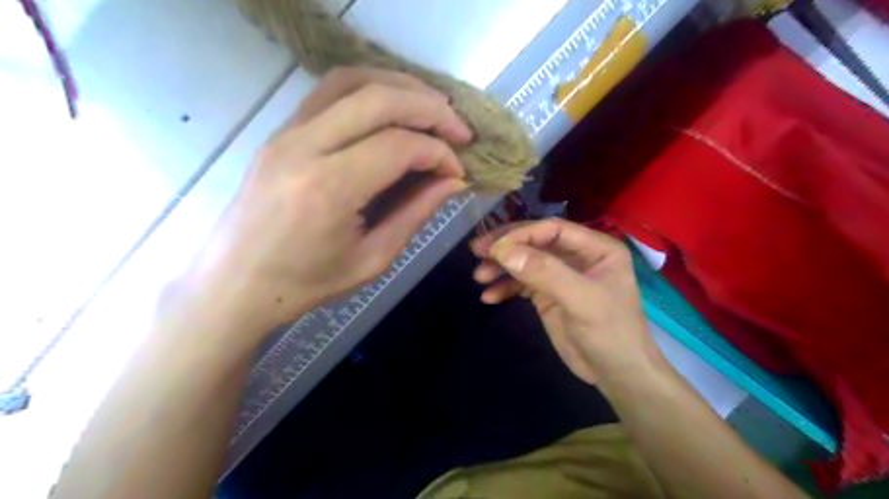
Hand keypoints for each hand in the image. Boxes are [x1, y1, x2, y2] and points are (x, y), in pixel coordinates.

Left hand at [182, 66, 470, 338]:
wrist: (236, 283)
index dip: (438, 153)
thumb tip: (453, 180)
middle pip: (379, 100)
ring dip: (401, 87)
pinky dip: (370, 88)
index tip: (458, 170)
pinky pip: (330, 90)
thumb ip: (416, 213)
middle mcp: (304, 147)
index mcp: (329, 189)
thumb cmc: (306, 283)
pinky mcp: (281, 130)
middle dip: (431, 109)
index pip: (398, 146)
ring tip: (433, 108)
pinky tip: (393, 106)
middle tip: (460, 130)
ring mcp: (286, 132)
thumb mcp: (373, 259)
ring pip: (353, 81)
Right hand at [472, 218, 657, 386]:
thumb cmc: (610, 333)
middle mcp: (578, 256)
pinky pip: (522, 284)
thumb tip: (503, 251)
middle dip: (506, 247)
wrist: (616, 375)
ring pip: (526, 261)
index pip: (552, 230)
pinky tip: (489, 297)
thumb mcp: (582, 301)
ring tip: (479, 277)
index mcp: (596, 248)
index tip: (493, 247)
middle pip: (536, 242)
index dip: (521, 234)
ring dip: (501, 268)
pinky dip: (505, 287)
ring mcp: (561, 276)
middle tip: (477, 251)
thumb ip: (545, 273)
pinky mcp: (548, 295)